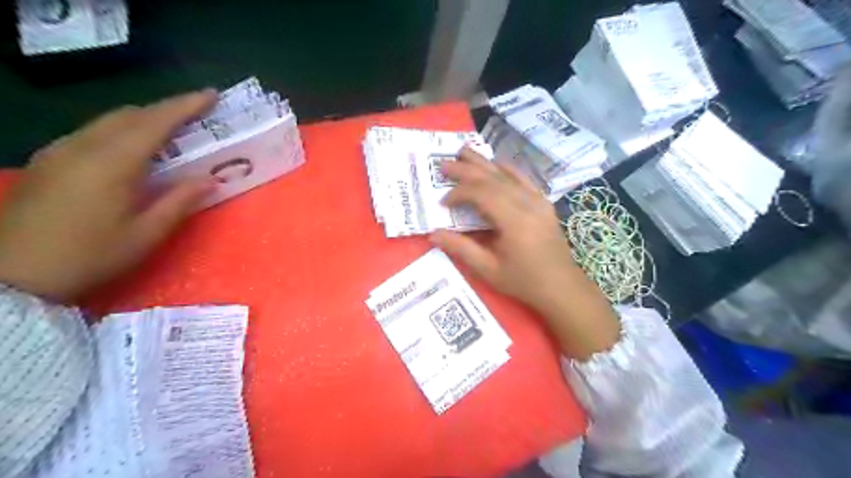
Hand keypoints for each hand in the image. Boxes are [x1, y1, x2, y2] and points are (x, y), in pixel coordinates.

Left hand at [0, 89, 216, 299]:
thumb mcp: (146, 235)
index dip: (185, 106)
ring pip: (108, 121)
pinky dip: (120, 131)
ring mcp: (59, 152)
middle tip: (196, 115)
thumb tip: (210, 180)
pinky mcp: (47, 162)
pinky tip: (131, 150)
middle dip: (166, 109)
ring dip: (143, 120)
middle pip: (130, 114)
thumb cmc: (90, 256)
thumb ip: (180, 202)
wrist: (13, 276)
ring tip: (171, 132)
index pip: (155, 122)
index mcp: (112, 163)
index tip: (211, 95)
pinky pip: (92, 133)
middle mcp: (83, 147)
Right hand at [432, 148, 618, 360]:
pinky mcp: (544, 203)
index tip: (443, 202)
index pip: (482, 194)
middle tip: (444, 163)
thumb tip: (433, 234)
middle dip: (467, 170)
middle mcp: (527, 204)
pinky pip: (524, 179)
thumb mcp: (489, 269)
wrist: (562, 287)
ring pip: (508, 174)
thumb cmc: (524, 281)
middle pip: (493, 178)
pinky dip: (507, 169)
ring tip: (464, 151)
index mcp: (514, 220)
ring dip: (484, 163)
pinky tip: (496, 164)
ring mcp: (538, 201)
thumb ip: (461, 248)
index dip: (460, 193)